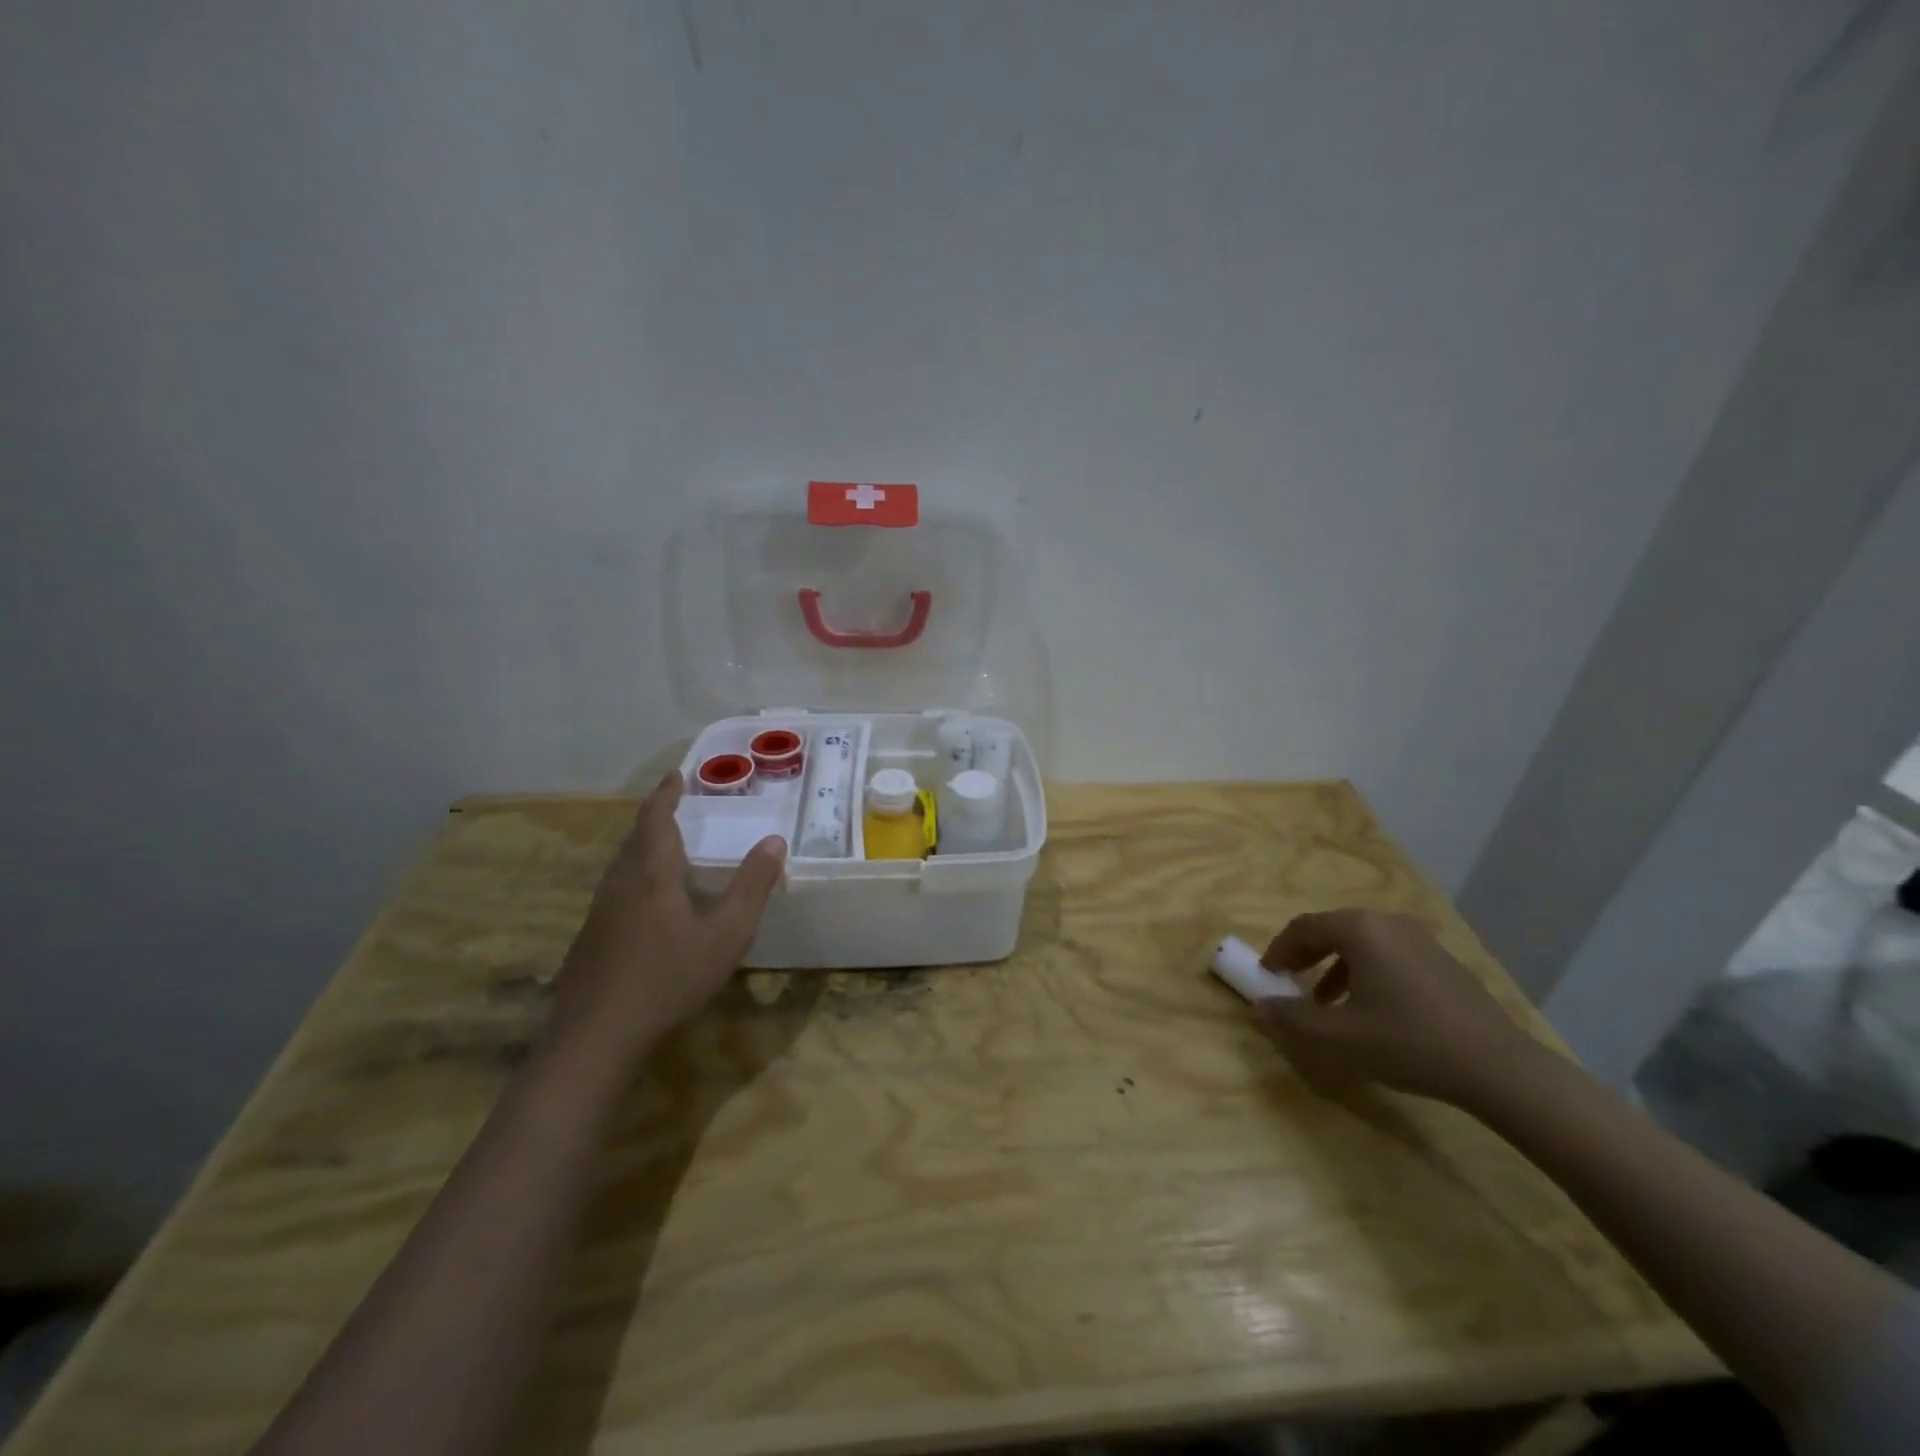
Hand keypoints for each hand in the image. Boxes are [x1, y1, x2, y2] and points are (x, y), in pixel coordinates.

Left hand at [546, 771, 785, 1061]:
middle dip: (655, 819)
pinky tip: (647, 906)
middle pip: (634, 840)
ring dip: (642, 849)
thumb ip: (752, 886)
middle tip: (675, 808)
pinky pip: (615, 893)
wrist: (596, 1035)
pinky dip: (634, 879)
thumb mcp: (726, 933)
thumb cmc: (668, 977)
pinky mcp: (589, 940)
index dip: (666, 794)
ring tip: (665, 850)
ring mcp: (599, 913)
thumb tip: (774, 840)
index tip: (676, 775)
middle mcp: (620, 884)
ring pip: (621, 867)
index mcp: (651, 874)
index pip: (656, 819)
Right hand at [1256, 909, 1542, 1108]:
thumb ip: (1292, 1019)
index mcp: (1359, 930)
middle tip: (1290, 982)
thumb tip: (1261, 1006)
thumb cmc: (1408, 1043)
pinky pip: (1388, 954)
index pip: (1303, 928)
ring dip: (1334, 966)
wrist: (1498, 1068)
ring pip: (1361, 943)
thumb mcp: (1339, 1037)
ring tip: (1326, 1002)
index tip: (1266, 974)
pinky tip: (1371, 1009)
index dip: (1279, 950)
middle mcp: (1387, 923)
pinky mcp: (1441, 960)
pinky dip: (1365, 971)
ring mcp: (1419, 939)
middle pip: (1332, 930)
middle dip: (1306, 955)